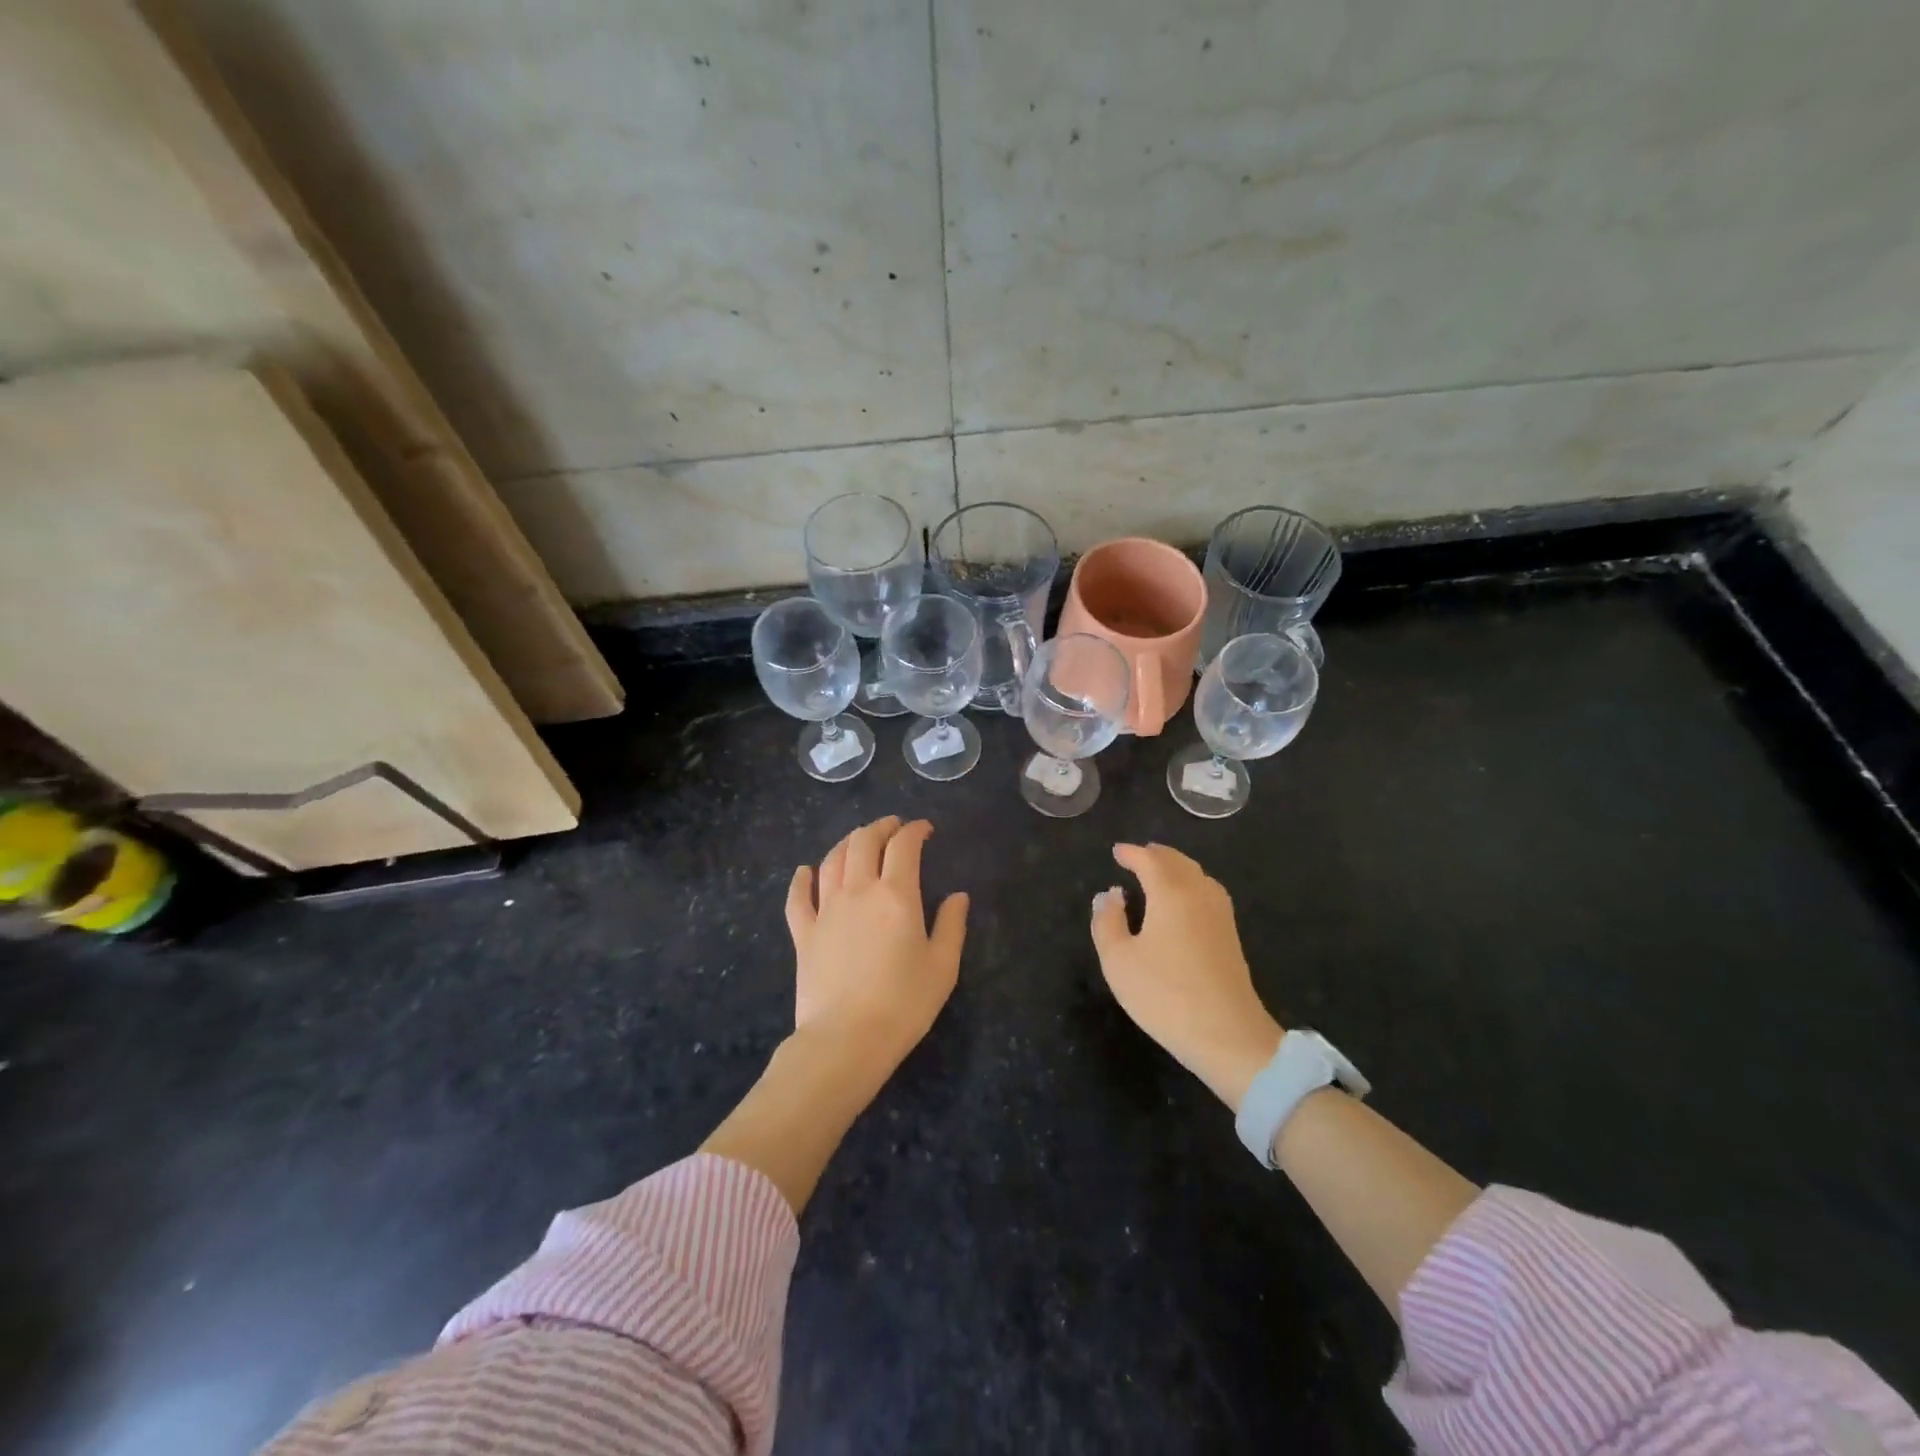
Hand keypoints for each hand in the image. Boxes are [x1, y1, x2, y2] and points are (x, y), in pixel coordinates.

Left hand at [785, 816, 968, 1073]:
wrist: (846, 1040)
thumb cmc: (903, 1004)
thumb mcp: (942, 966)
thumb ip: (951, 925)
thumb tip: (958, 895)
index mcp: (895, 895)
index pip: (904, 846)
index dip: (915, 830)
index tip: (924, 830)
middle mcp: (858, 891)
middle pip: (863, 842)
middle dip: (880, 827)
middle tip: (893, 827)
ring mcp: (826, 910)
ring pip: (832, 860)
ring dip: (847, 843)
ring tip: (858, 840)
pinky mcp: (803, 934)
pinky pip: (798, 897)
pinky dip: (801, 879)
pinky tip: (805, 871)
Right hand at [1090, 843, 1283, 1110]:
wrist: (1228, 1036)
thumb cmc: (1165, 995)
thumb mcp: (1119, 961)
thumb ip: (1107, 922)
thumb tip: (1110, 895)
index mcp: (1171, 893)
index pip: (1150, 860)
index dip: (1131, 853)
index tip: (1116, 852)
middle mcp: (1199, 894)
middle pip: (1178, 862)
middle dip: (1156, 855)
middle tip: (1136, 856)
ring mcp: (1220, 915)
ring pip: (1197, 875)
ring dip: (1176, 867)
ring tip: (1158, 871)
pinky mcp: (1230, 935)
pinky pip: (1208, 892)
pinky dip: (1191, 883)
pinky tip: (1184, 900)